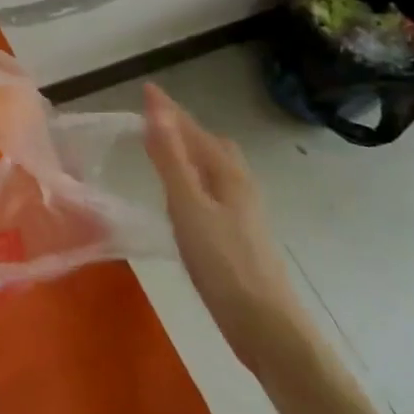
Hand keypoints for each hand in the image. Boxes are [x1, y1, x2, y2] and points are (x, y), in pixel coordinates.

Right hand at [142, 84, 315, 377]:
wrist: (266, 326)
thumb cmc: (223, 263)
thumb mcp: (188, 207)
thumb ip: (170, 159)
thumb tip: (156, 110)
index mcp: (227, 173)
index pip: (193, 130)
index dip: (168, 110)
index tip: (146, 88)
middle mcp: (239, 185)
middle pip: (210, 144)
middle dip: (184, 126)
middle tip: (153, 119)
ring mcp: (243, 211)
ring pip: (215, 167)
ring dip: (191, 150)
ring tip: (165, 149)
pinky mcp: (239, 234)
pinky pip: (214, 187)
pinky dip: (195, 176)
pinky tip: (185, 196)